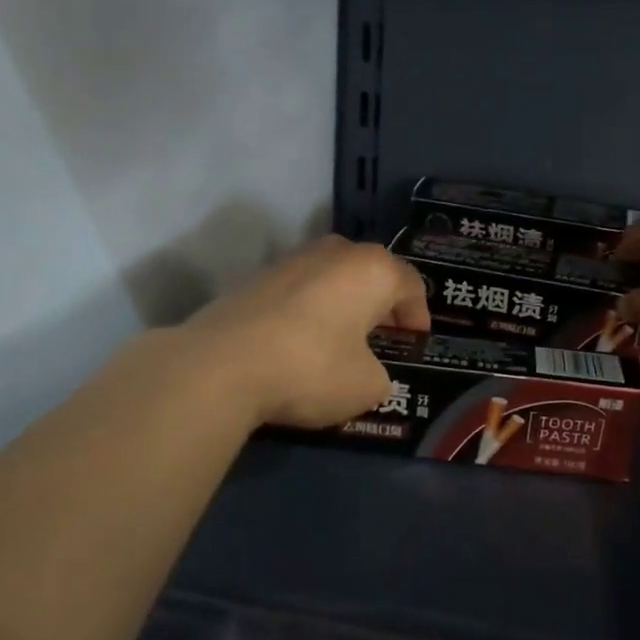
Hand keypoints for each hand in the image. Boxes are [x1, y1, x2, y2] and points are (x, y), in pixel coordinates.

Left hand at [179, 235, 431, 427]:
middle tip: (382, 337)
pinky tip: (300, 343)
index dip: (418, 315)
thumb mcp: (368, 387)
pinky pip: (299, 291)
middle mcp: (335, 252)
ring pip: (332, 278)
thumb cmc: (312, 368)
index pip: (411, 284)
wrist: (220, 366)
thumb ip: (380, 375)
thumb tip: (366, 371)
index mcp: (373, 269)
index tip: (415, 342)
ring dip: (343, 304)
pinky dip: (309, 311)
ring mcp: (291, 260)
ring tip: (341, 340)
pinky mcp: (255, 278)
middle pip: (371, 273)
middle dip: (380, 304)